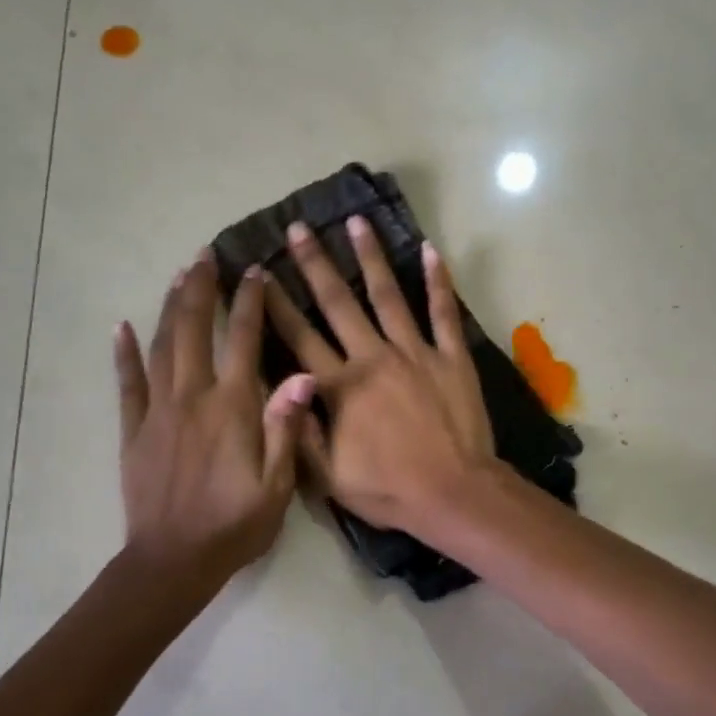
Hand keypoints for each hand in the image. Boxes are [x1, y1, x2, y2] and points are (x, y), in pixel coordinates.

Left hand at [116, 254, 315, 580]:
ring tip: (178, 277)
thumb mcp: (277, 484)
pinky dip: (123, 353)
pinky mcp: (134, 430)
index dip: (250, 303)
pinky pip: (126, 384)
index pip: (244, 341)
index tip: (254, 272)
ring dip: (171, 308)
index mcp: (232, 407)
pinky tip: (121, 327)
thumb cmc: (235, 525)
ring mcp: (158, 412)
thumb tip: (302, 375)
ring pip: (162, 346)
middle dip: (201, 289)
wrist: (174, 560)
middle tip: (205, 256)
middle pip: (195, 330)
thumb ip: (285, 427)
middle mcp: (193, 397)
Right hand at [265, 216, 495, 533]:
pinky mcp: (452, 357)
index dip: (277, 305)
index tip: (261, 274)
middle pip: (338, 303)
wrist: (455, 494)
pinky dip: (438, 281)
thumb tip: (281, 388)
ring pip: (387, 295)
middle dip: (314, 264)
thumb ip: (300, 432)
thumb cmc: (390, 490)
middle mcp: (373, 358)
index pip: (299, 337)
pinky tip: (429, 250)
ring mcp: (415, 352)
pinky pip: (443, 312)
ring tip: (356, 222)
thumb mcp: (329, 478)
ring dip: (370, 257)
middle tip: (299, 228)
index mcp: (339, 387)